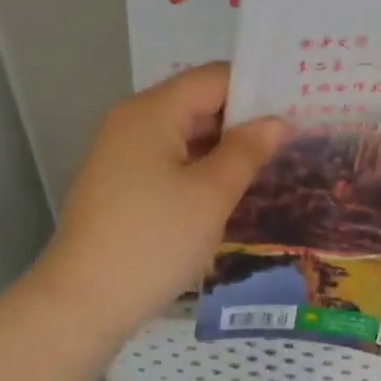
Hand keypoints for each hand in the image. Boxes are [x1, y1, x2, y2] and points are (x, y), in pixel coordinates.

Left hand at [31, 64, 285, 339]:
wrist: (83, 303)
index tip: (298, 105)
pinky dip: (202, 165)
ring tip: (272, 160)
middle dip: (244, 117)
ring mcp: (122, 154)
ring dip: (225, 145)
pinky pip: (170, 159)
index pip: (214, 78)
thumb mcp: (212, 194)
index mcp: (151, 112)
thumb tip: (276, 122)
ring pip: (185, 133)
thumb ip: (247, 151)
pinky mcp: (121, 183)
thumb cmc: (154, 240)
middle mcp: (131, 122)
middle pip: (198, 102)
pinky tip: (232, 186)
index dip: (257, 88)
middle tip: (294, 135)